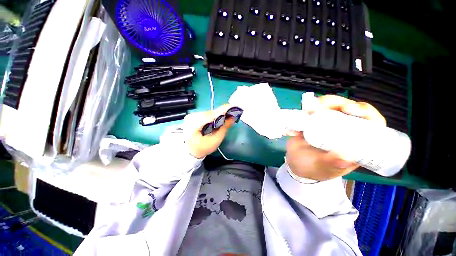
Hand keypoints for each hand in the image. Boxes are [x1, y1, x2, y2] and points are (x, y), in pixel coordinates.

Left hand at [183, 105, 235, 158]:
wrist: (190, 151)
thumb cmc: (203, 148)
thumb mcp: (216, 140)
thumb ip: (224, 127)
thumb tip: (233, 117)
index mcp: (194, 125)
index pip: (211, 115)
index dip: (224, 110)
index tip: (235, 106)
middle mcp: (191, 117)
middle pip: (210, 113)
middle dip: (222, 113)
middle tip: (233, 113)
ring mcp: (190, 116)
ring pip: (208, 112)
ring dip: (218, 114)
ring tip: (227, 116)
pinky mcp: (192, 116)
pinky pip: (205, 113)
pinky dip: (213, 115)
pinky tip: (218, 118)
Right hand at [286, 95, 386, 180]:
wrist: (296, 164)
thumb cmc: (314, 168)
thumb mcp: (325, 168)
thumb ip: (333, 163)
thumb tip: (346, 157)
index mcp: (355, 142)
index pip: (370, 123)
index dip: (367, 112)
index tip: (354, 111)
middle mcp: (343, 130)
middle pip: (348, 109)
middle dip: (339, 103)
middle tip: (326, 106)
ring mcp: (326, 124)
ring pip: (330, 107)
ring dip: (321, 103)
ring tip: (309, 109)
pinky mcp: (312, 122)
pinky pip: (311, 111)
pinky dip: (306, 110)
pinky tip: (302, 113)